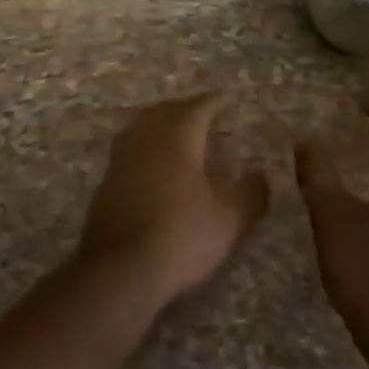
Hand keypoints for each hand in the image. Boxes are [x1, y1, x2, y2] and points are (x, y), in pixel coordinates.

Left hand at [78, 93, 269, 307]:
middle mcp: (145, 139)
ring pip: (141, 129)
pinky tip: (151, 167)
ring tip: (176, 135)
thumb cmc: (182, 235)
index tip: (225, 100)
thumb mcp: (229, 219)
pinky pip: (128, 152)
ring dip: (159, 126)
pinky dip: (144, 150)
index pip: (197, 108)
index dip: (213, 103)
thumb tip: (262, 174)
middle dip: (184, 109)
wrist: (121, 269)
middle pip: (164, 112)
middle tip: (201, 113)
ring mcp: (120, 160)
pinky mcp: (106, 183)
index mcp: (177, 137)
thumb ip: (250, 193)